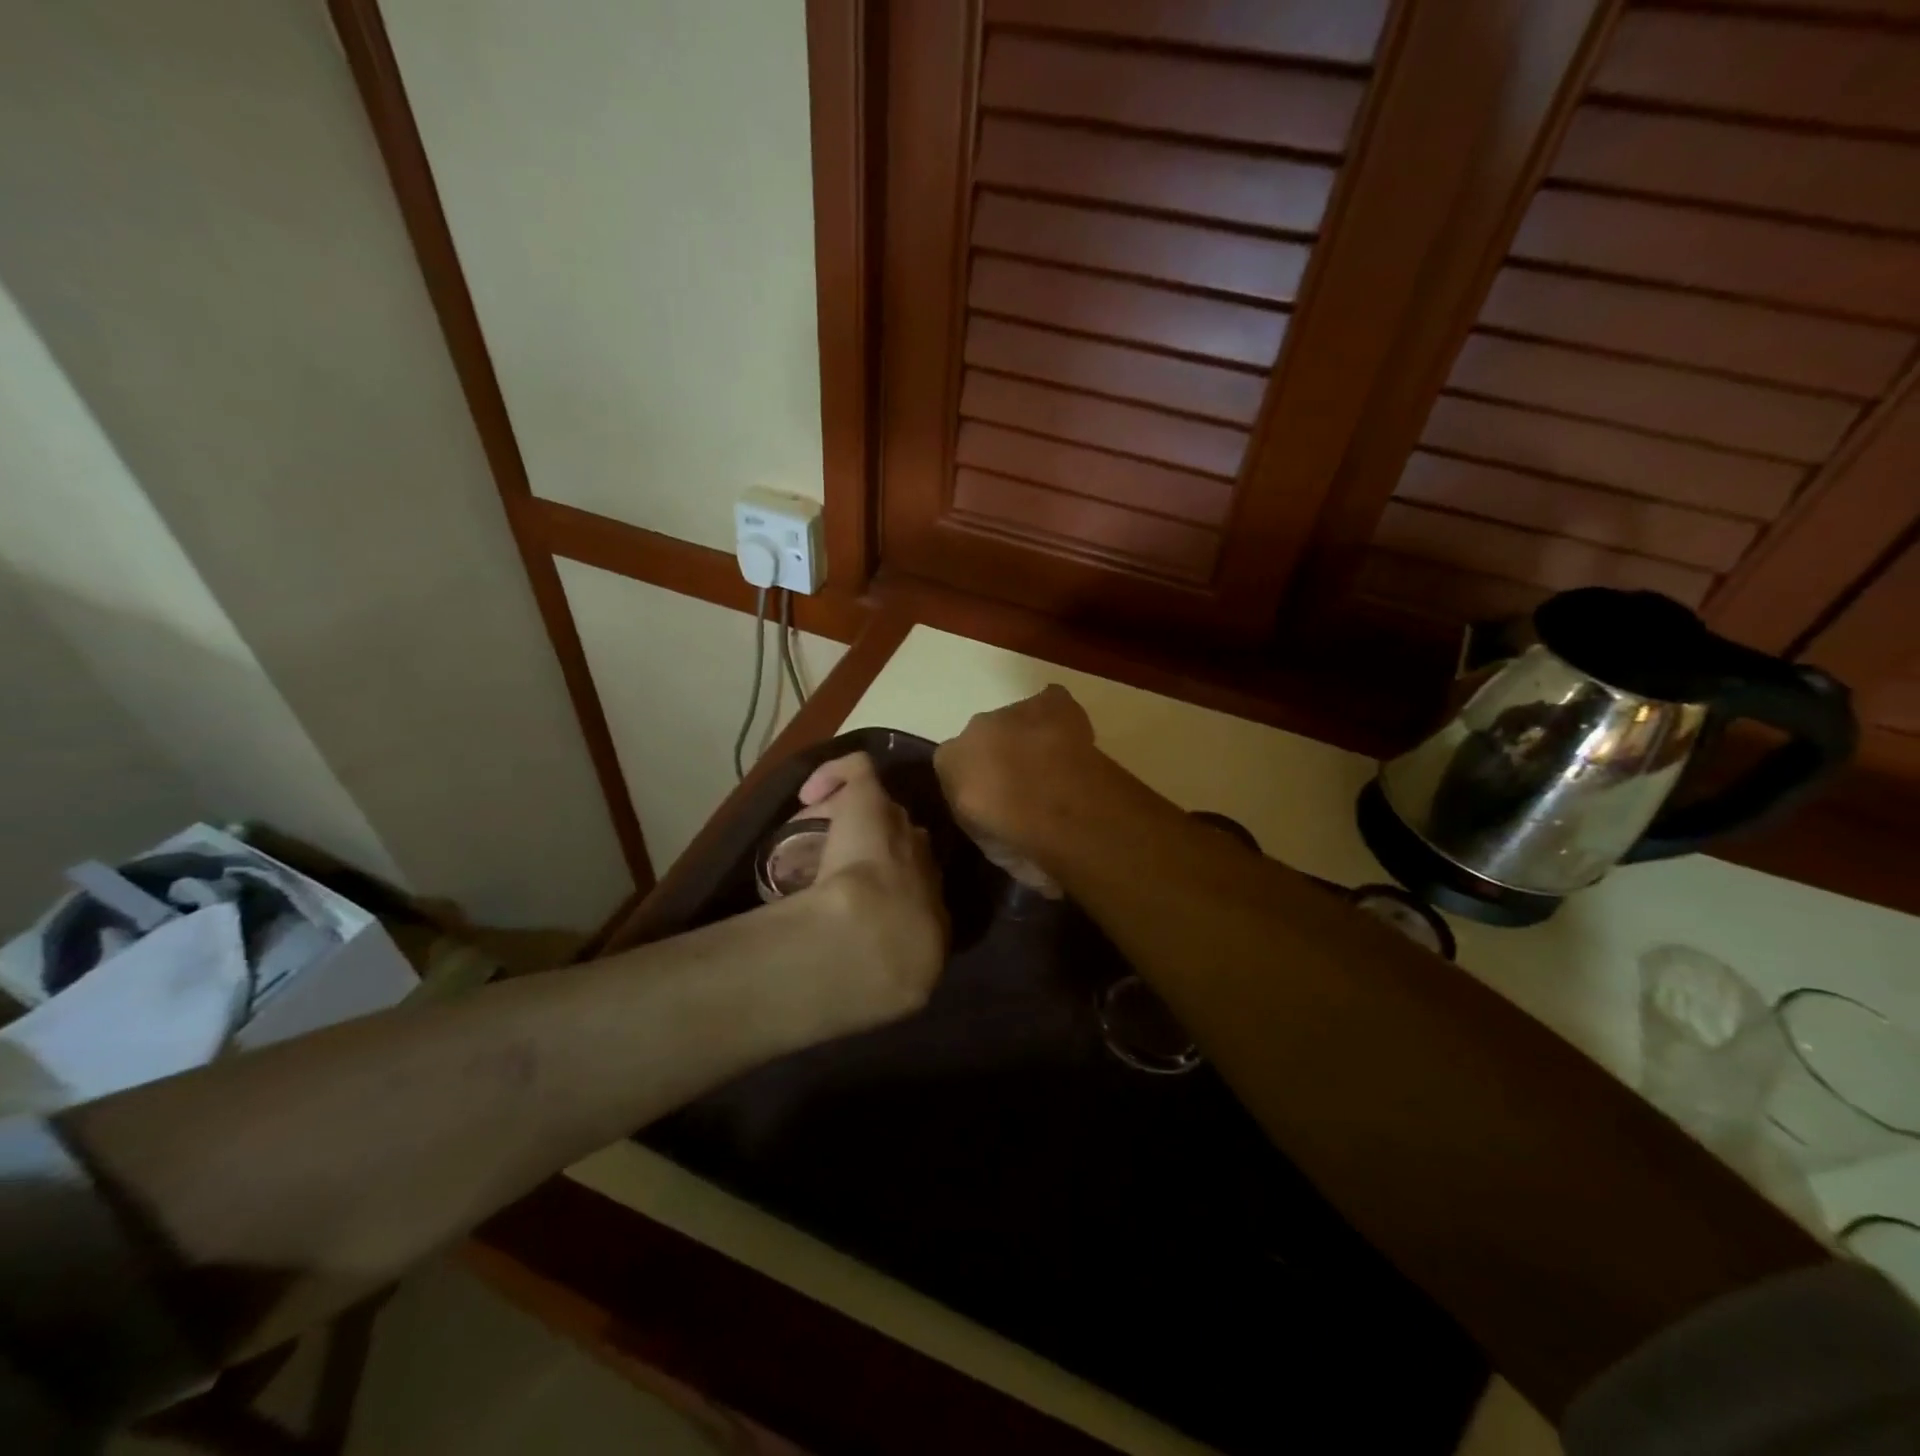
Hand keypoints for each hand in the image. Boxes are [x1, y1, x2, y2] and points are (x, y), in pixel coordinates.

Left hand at [793, 753, 947, 1024]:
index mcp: (937, 911)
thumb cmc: (887, 969)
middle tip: (848, 861)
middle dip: (886, 848)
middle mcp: (926, 864)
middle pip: (911, 844)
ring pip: (885, 813)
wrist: (869, 941)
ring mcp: (899, 830)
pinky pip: (860, 772)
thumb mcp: (908, 984)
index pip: (925, 887)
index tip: (871, 900)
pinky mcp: (870, 802)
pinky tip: (810, 793)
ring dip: (860, 820)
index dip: (900, 887)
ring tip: (828, 832)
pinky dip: (837, 775)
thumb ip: (906, 981)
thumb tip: (893, 985)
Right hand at [934, 685, 1098, 894]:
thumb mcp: (986, 842)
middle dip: (1004, 758)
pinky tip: (1073, 741)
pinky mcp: (1051, 702)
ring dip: (1031, 739)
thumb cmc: (1013, 835)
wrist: (1052, 805)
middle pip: (987, 740)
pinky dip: (1060, 717)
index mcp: (949, 761)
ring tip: (1057, 768)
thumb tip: (1000, 825)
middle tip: (1029, 787)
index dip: (979, 785)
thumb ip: (985, 822)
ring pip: (1019, 722)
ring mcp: (1013, 711)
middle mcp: (973, 729)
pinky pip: (1052, 703)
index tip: (999, 805)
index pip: (956, 767)